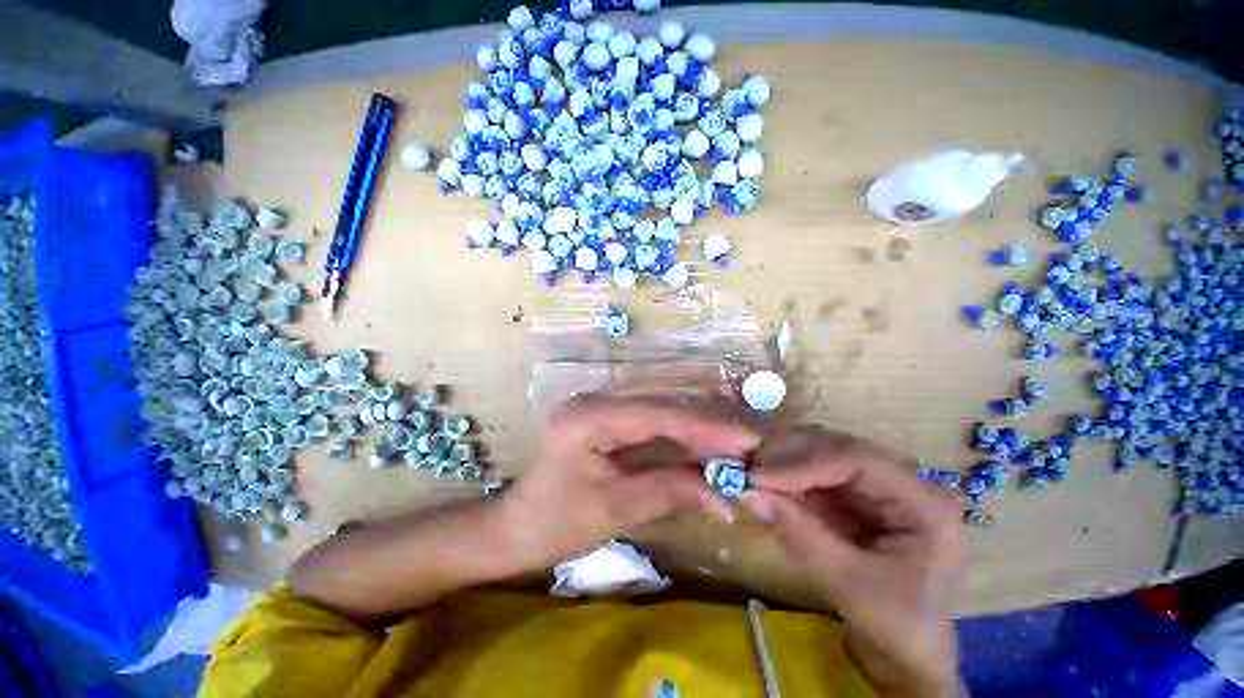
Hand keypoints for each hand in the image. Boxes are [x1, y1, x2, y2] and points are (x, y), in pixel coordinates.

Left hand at [499, 395, 758, 569]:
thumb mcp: (614, 510)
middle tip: (747, 445)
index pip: (654, 414)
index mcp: (586, 418)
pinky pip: (648, 424)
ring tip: (733, 447)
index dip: (703, 427)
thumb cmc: (554, 524)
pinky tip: (702, 448)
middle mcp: (594, 401)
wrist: (514, 528)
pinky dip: (677, 437)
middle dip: (704, 427)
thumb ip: (668, 491)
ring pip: (658, 412)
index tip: (745, 440)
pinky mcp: (605, 420)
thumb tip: (723, 494)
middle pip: (659, 407)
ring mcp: (599, 407)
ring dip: (695, 431)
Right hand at [740, 427, 962, 697]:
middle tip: (746, 466)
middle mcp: (902, 482)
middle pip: (837, 448)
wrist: (908, 653)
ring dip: (783, 461)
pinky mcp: (855, 496)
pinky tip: (765, 483)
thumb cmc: (897, 626)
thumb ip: (801, 535)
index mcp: (923, 502)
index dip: (803, 462)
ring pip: (822, 455)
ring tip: (749, 472)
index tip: (758, 475)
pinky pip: (814, 474)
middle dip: (788, 455)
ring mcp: (877, 486)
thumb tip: (748, 493)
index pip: (857, 460)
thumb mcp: (850, 585)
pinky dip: (786, 477)